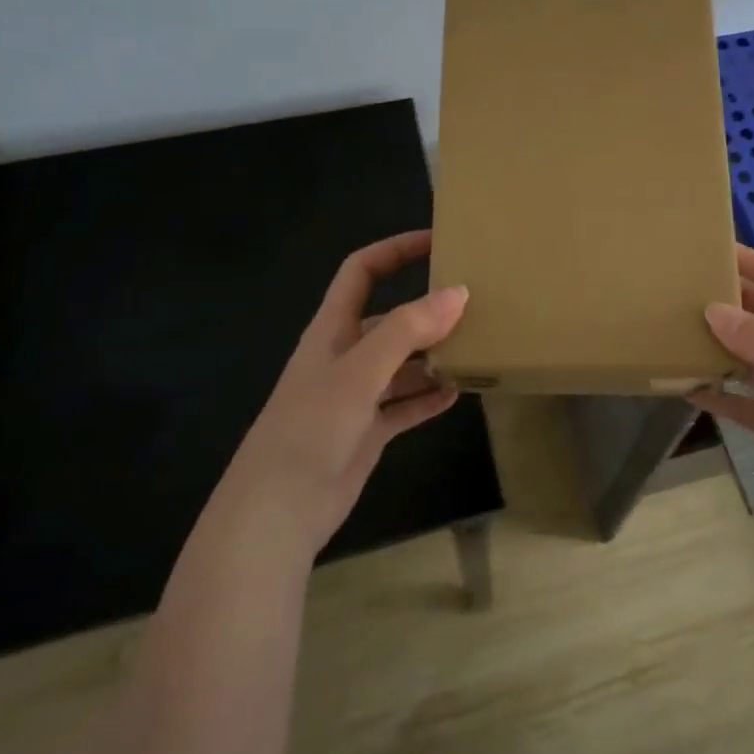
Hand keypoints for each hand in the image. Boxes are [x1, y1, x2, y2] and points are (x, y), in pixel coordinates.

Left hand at [222, 230, 466, 556]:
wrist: (276, 513)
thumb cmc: (310, 428)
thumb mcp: (359, 372)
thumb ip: (407, 330)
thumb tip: (459, 292)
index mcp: (333, 330)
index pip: (362, 271)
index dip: (395, 250)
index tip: (438, 241)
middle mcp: (345, 356)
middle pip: (391, 319)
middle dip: (428, 309)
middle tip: (476, 304)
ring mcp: (357, 396)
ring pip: (403, 363)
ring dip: (434, 356)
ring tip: (477, 348)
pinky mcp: (367, 432)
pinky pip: (405, 405)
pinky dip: (429, 398)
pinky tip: (458, 394)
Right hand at [691, 245, 753, 552]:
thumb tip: (712, 308)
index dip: (750, 260)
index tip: (708, 250)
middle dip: (726, 299)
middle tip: (679, 292)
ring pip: (749, 354)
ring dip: (717, 344)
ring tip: (674, 333)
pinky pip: (743, 398)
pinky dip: (719, 390)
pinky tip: (686, 388)